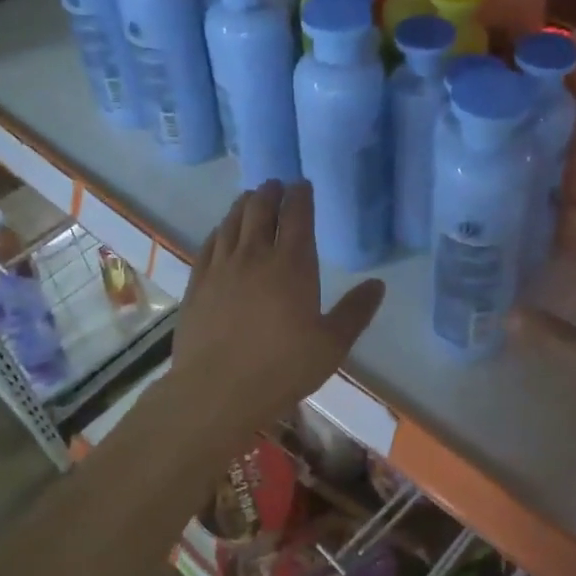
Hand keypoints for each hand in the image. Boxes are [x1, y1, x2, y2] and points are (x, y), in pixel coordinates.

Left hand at [170, 181, 385, 440]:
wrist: (216, 391)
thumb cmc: (281, 369)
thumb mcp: (331, 345)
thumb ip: (355, 312)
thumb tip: (378, 284)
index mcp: (292, 265)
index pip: (297, 216)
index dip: (301, 195)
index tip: (303, 185)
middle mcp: (255, 256)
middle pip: (261, 209)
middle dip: (270, 192)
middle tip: (276, 184)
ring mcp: (221, 267)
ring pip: (232, 222)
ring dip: (244, 204)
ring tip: (251, 198)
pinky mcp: (198, 283)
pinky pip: (209, 244)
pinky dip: (220, 230)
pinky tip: (222, 231)